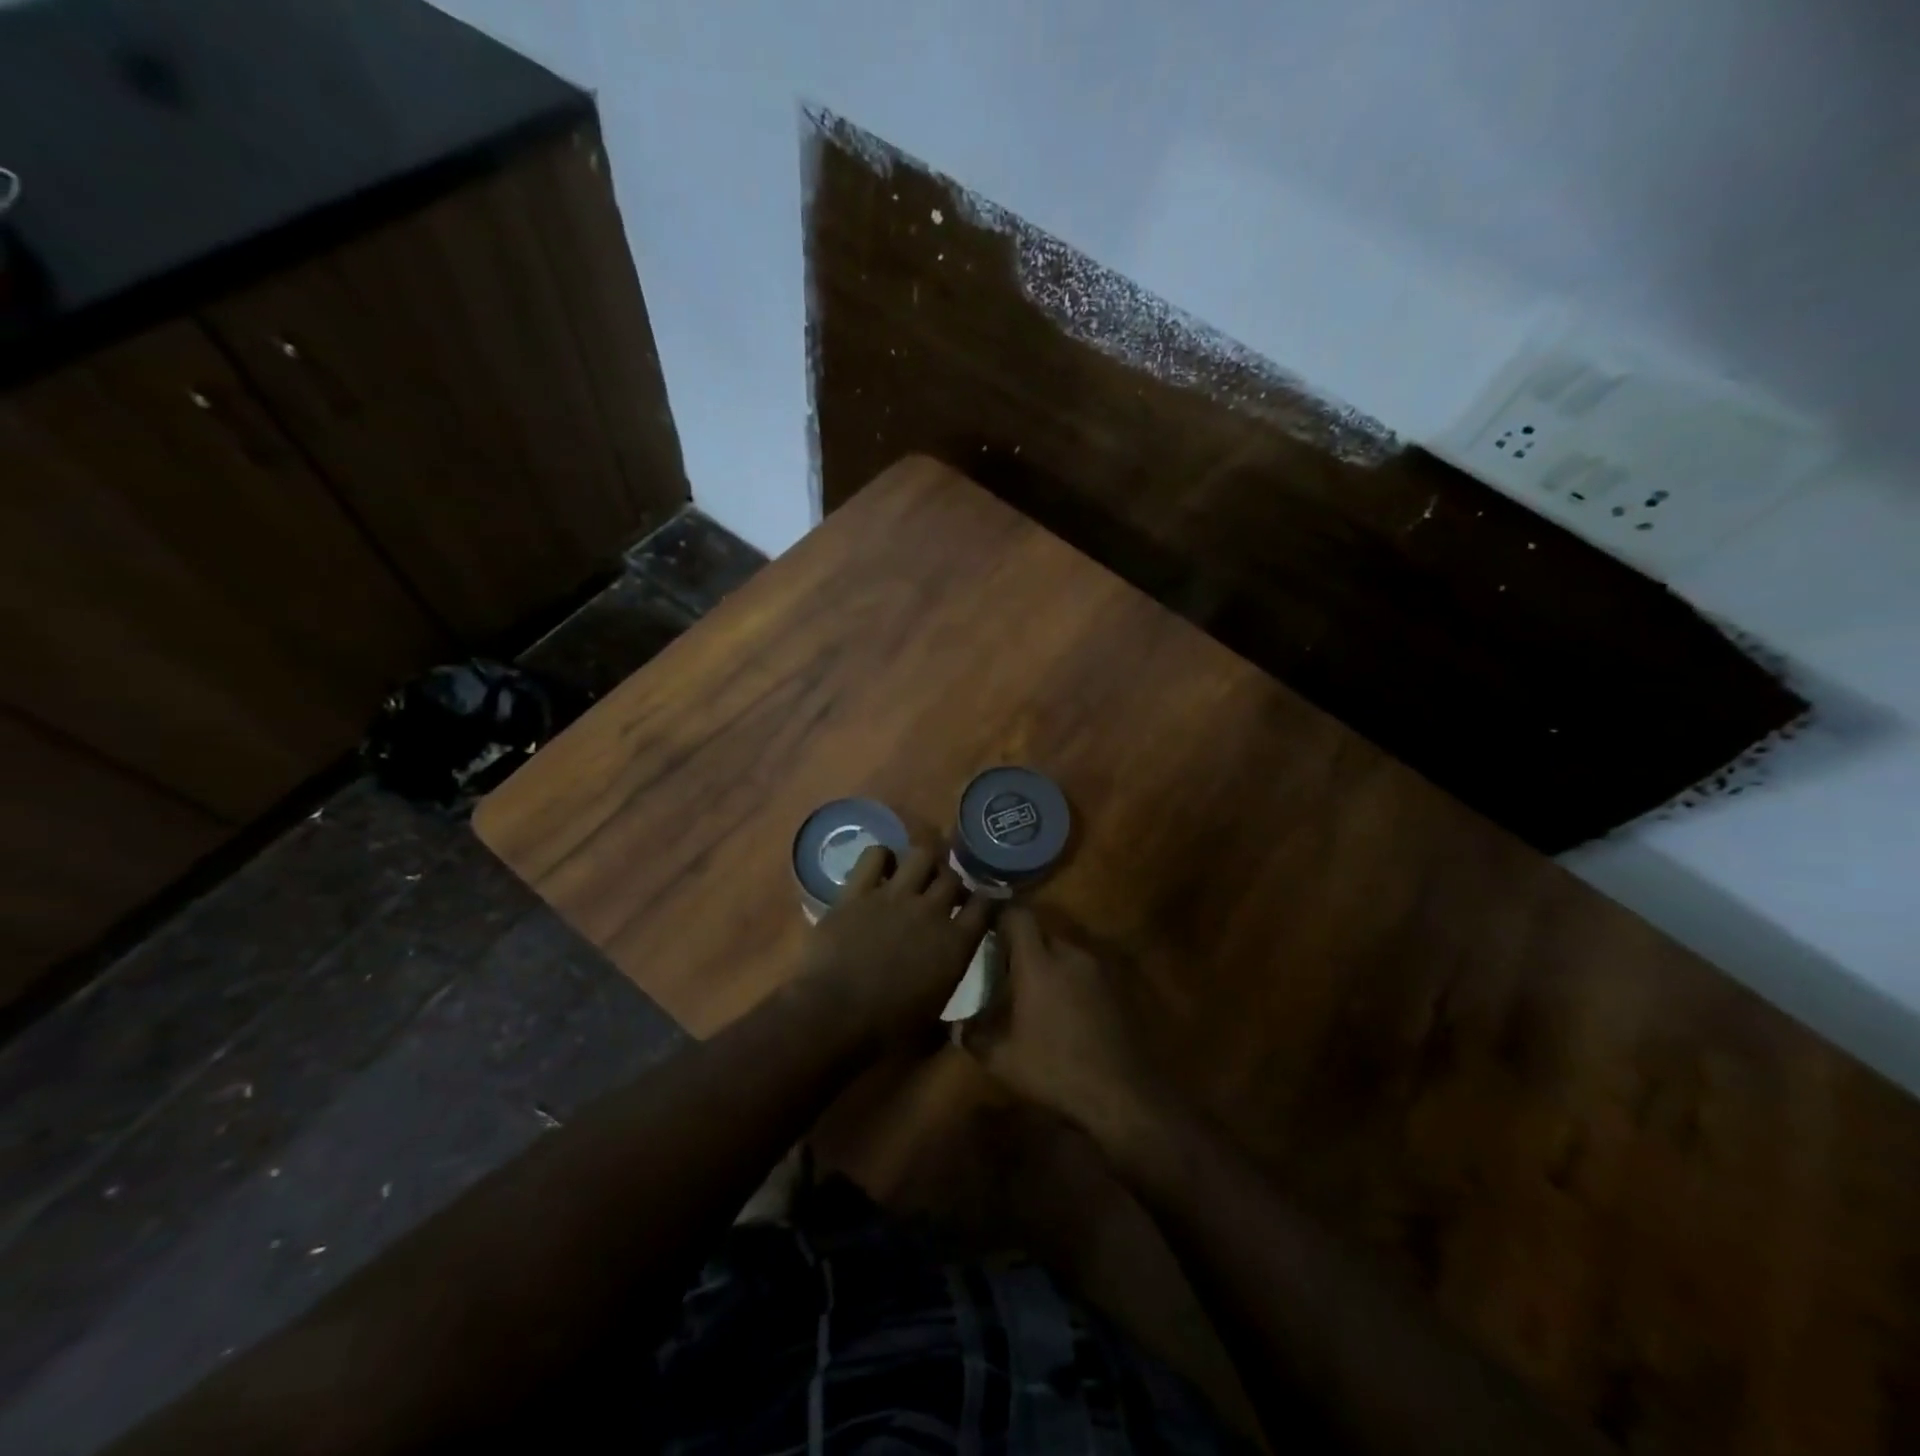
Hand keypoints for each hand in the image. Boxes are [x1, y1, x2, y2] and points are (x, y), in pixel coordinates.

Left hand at [797, 843, 991, 1049]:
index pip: (985, 906)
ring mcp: (894, 896)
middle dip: (952, 882)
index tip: (983, 903)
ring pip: (921, 854)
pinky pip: (875, 855)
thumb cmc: (886, 1030)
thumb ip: (948, 1014)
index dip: (987, 901)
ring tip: (916, 873)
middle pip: (953, 877)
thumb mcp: (931, 1026)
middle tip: (943, 893)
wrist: (834, 1015)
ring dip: (923, 862)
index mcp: (955, 944)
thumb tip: (958, 1026)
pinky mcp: (858, 891)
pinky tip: (881, 869)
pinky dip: (881, 857)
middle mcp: (931, 911)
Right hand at [961, 908, 1164, 1146]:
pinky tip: (1064, 1008)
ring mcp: (1097, 969)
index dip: (1001, 916)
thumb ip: (974, 1036)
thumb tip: (957, 1027)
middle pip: (1042, 932)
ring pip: (1065, 951)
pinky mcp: (1116, 987)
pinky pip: (1084, 970)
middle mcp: (1069, 955)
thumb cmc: (1054, 1070)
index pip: (1018, 916)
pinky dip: (1070, 979)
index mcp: (1038, 963)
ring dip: (1049, 963)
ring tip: (1035, 990)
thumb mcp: (1002, 1060)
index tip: (987, 928)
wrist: (1120, 1093)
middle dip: (1023, 944)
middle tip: (1006, 967)